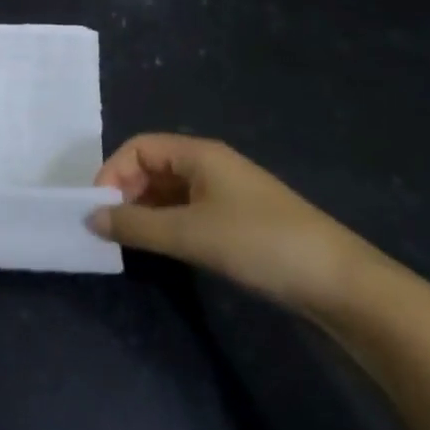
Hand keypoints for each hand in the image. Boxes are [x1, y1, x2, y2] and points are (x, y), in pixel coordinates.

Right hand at [91, 134, 371, 312]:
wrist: (339, 282)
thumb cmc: (259, 243)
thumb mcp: (190, 234)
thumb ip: (136, 226)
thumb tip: (90, 219)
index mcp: (199, 153)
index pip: (139, 147)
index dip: (112, 173)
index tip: (98, 211)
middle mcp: (210, 164)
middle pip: (152, 166)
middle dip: (126, 193)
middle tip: (111, 230)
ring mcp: (226, 192)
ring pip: (170, 192)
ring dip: (146, 211)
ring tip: (131, 243)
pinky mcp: (238, 220)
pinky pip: (189, 211)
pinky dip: (168, 225)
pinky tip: (164, 249)